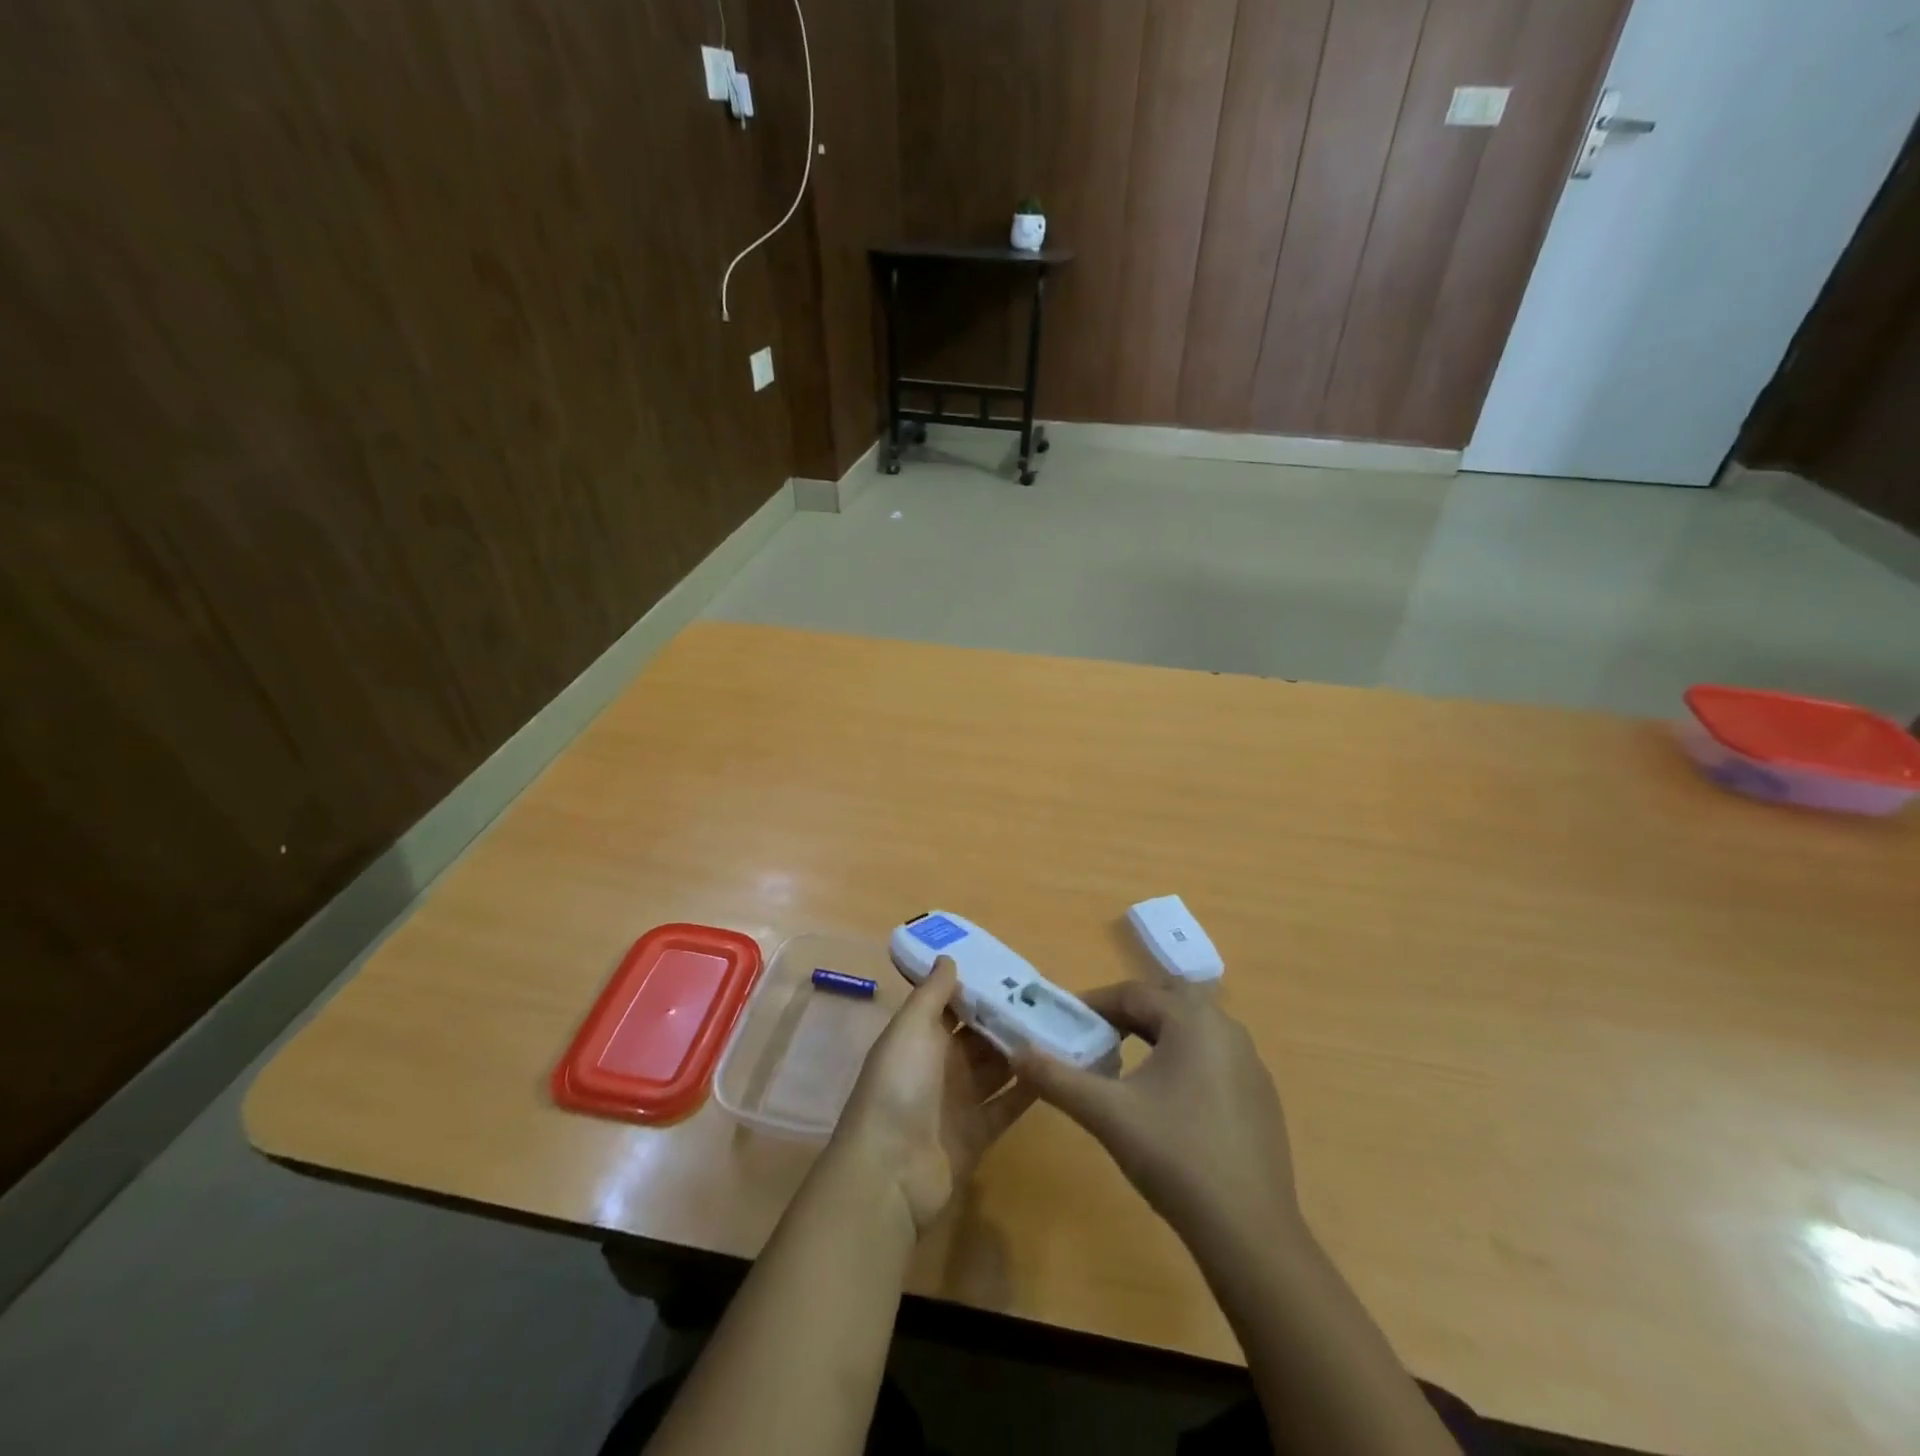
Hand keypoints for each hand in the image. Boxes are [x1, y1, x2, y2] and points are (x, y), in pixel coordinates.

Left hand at [834, 957, 1035, 1234]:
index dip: (977, 988)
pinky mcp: (978, 1133)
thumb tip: (948, 957)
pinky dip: (1028, 1089)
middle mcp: (939, 1065)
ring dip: (1021, 1051)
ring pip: (996, 1068)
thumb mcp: (911, 1029)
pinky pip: (1008, 1105)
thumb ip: (932, 994)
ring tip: (1060, 1027)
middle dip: (1006, 1018)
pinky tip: (1058, 1070)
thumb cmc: (898, 1086)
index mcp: (919, 1037)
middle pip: (978, 1036)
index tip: (1013, 970)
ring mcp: (959, 1101)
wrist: (890, 1171)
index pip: (953, 1005)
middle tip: (1047, 997)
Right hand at [1012, 979, 1300, 1261]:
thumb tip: (1017, 1052)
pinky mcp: (1261, 1097)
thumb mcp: (1106, 1114)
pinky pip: (1214, 1058)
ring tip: (1124, 1066)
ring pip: (1193, 1029)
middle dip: (1128, 1013)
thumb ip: (1057, 1078)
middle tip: (1096, 1038)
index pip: (1132, 993)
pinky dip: (1184, 1061)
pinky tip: (1168, 1102)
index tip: (1065, 1023)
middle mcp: (1227, 1029)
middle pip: (1166, 1002)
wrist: (1250, 1234)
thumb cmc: (1175, 1158)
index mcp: (1193, 1020)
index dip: (1094, 1004)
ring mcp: (1250, 1064)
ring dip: (1156, 1035)